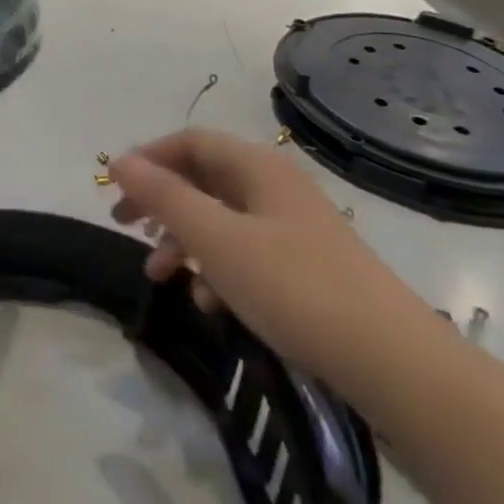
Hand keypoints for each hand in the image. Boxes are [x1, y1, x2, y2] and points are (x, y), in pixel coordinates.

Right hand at [108, 129, 452, 406]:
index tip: (112, 188)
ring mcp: (294, 225)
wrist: (391, 360)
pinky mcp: (305, 264)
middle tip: (124, 226)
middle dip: (161, 202)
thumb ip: (164, 197)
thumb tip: (118, 160)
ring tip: (160, 275)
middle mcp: (276, 186)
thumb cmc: (293, 287)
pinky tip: (210, 303)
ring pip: (222, 218)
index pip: (190, 142)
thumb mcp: (216, 239)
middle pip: (203, 178)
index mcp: (257, 167)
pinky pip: (246, 251)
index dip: (148, 159)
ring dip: (184, 240)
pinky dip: (218, 268)